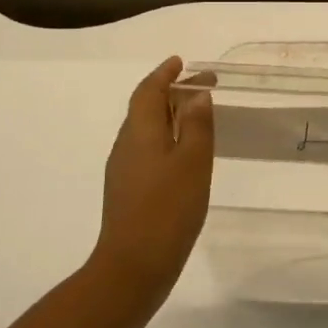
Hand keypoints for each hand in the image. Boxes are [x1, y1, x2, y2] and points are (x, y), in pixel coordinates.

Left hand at [91, 57, 213, 305]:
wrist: (134, 265)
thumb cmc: (169, 209)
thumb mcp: (193, 162)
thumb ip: (196, 125)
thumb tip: (196, 95)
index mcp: (140, 132)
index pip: (149, 92)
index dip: (164, 74)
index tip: (181, 62)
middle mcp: (126, 145)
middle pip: (146, 108)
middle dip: (171, 92)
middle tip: (203, 87)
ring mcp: (124, 170)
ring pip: (146, 130)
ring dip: (169, 116)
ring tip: (197, 115)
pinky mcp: (128, 191)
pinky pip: (147, 150)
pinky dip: (166, 138)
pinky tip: (183, 154)